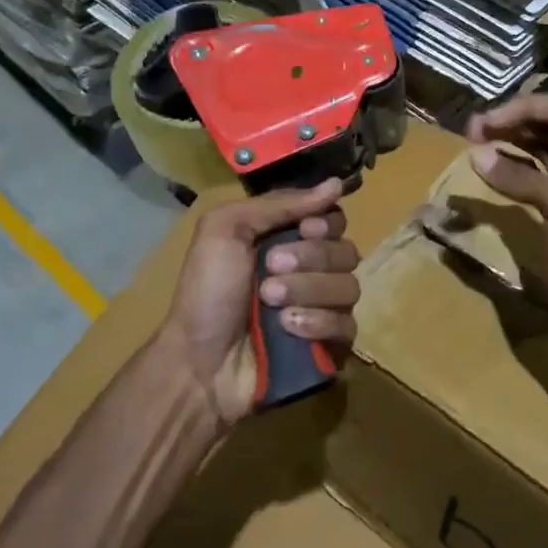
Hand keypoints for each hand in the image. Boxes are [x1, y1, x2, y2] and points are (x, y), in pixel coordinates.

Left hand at [154, 179, 360, 426]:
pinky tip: (288, 330)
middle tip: (269, 270)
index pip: (335, 220)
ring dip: (308, 291)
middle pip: (346, 251)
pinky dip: (319, 324)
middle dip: (310, 259)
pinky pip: (348, 326)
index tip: (304, 229)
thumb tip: (335, 184)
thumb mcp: (225, 230)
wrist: (198, 363)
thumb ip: (278, 204)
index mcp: (289, 240)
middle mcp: (312, 271)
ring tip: (270, 304)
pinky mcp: (330, 346)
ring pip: (350, 287)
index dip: (325, 223)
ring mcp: (323, 310)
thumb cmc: (206, 291)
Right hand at [465, 94, 547, 345]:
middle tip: (473, 130)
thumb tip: (476, 154)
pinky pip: (537, 175)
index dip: (524, 108)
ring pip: (543, 149)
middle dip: (514, 121)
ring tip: (476, 141)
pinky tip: (491, 166)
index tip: (487, 121)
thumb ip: (520, 176)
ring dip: (511, 141)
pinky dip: (514, 167)